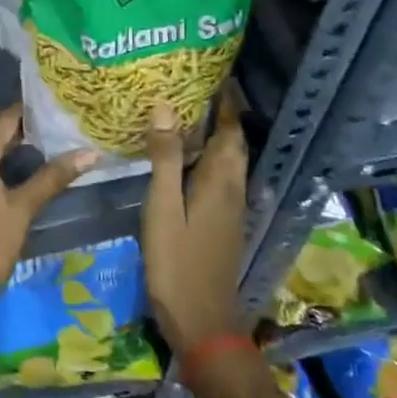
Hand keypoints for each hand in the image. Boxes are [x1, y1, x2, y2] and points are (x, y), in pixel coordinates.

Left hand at [0, 106, 96, 319]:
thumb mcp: (23, 209)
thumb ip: (53, 177)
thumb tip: (89, 153)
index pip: (4, 121)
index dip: (28, 113)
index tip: (53, 109)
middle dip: (20, 135)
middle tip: (54, 133)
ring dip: (4, 155)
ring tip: (39, 155)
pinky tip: (10, 181)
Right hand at [141, 83, 247, 354]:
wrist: (203, 323)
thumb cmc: (177, 263)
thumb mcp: (163, 208)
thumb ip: (164, 158)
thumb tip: (165, 107)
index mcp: (220, 180)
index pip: (229, 130)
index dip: (226, 102)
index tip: (216, 74)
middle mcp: (232, 189)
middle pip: (233, 143)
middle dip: (222, 114)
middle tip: (196, 89)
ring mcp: (231, 209)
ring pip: (228, 161)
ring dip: (216, 136)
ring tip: (188, 116)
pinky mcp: (224, 225)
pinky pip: (221, 178)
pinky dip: (209, 159)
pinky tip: (185, 162)